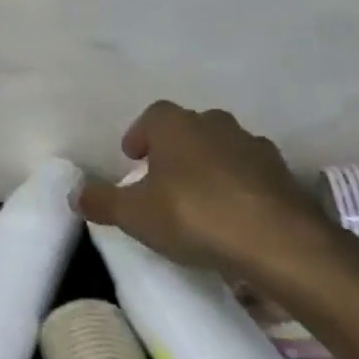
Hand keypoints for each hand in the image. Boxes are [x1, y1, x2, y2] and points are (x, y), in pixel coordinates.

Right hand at [74, 101, 337, 286]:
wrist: (279, 242)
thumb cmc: (194, 215)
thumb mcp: (135, 214)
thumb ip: (102, 201)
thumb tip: (75, 193)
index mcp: (175, 124)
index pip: (152, 117)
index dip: (140, 135)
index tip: (134, 159)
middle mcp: (214, 124)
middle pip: (189, 129)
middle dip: (175, 149)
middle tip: (164, 179)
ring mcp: (253, 146)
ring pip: (223, 149)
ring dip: (211, 167)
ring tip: (201, 200)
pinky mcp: (284, 175)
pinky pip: (253, 175)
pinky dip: (242, 188)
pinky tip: (236, 217)